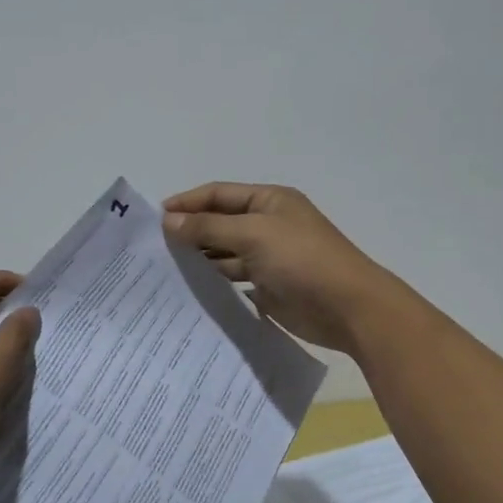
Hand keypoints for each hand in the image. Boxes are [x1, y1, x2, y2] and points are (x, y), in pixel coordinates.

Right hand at [162, 183, 393, 352]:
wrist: (349, 308)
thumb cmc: (302, 259)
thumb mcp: (253, 234)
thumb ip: (209, 227)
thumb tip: (169, 220)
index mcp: (268, 201)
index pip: (219, 194)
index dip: (188, 202)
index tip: (155, 218)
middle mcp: (268, 225)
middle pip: (220, 223)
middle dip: (190, 232)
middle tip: (154, 249)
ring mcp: (269, 258)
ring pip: (225, 254)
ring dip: (199, 259)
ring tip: (165, 271)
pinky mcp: (269, 287)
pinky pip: (234, 281)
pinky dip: (214, 284)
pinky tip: (189, 292)